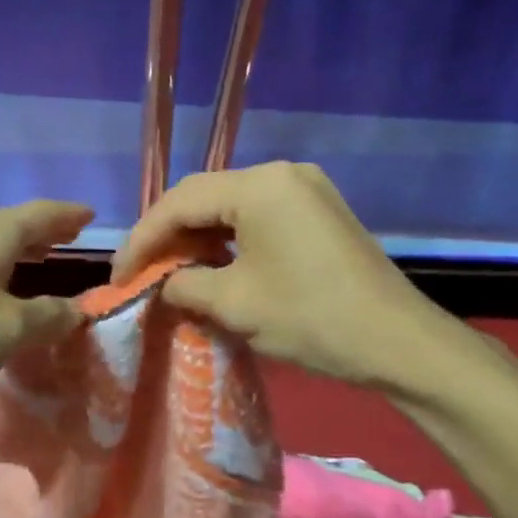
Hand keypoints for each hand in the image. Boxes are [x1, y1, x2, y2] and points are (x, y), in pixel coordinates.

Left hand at [0, 200, 91, 395]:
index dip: (68, 215)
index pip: (42, 213)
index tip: (90, 215)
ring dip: (14, 251)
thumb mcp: (8, 331)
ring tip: (34, 262)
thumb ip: (49, 317)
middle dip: (42, 231)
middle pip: (11, 225)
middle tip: (66, 239)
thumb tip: (79, 310)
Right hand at [115, 162, 472, 393]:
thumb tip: (163, 284)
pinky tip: (213, 265)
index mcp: (259, 185)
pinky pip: (259, 216)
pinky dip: (229, 239)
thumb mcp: (234, 304)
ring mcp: (306, 189)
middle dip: (167, 235)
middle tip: (140, 272)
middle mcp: (282, 173)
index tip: (118, 276)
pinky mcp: (319, 212)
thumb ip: (184, 284)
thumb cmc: (311, 318)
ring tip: (169, 271)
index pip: (180, 202)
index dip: (142, 239)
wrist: (399, 344)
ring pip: (231, 206)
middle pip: (205, 197)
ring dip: (197, 237)